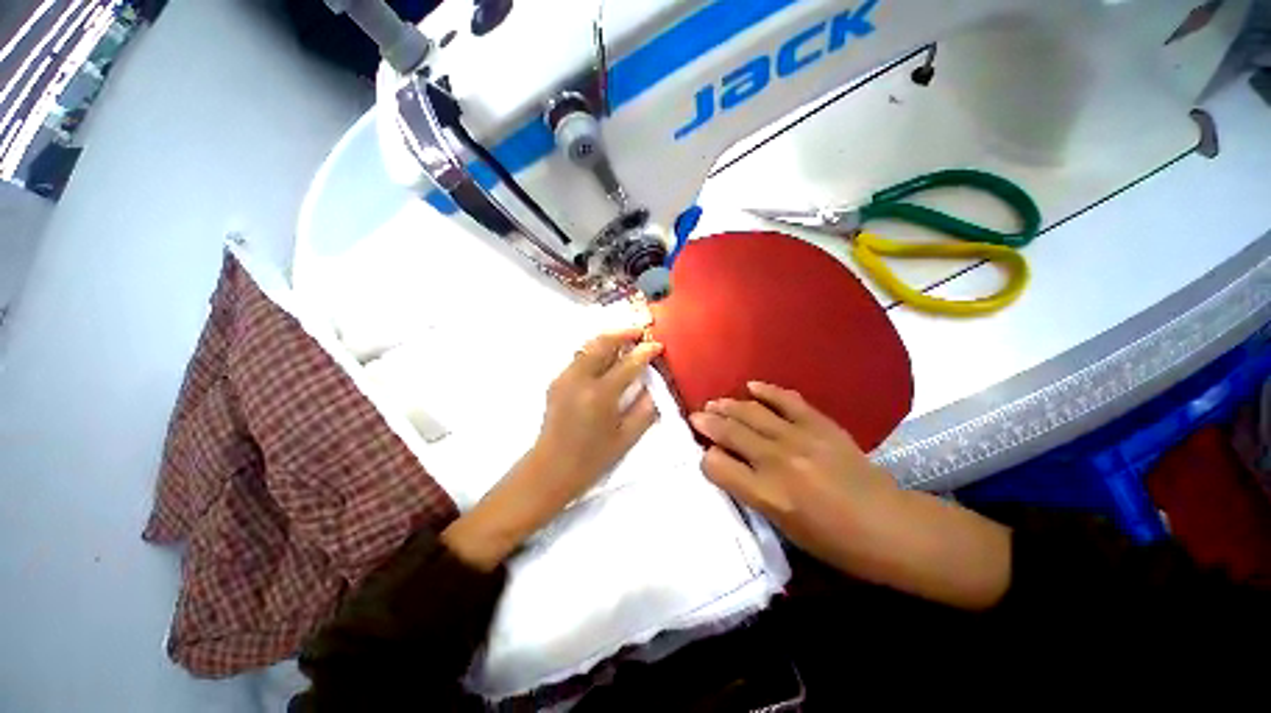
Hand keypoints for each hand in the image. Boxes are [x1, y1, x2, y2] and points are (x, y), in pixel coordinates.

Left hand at [533, 327, 663, 499]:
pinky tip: (607, 360)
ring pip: (589, 346)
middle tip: (640, 332)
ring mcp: (565, 377)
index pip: (628, 363)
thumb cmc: (592, 458)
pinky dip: (596, 351)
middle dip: (624, 332)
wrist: (550, 469)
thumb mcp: (626, 438)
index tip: (657, 344)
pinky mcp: (557, 381)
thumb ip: (644, 409)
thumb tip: (654, 386)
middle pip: (602, 342)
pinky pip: (580, 357)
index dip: (645, 351)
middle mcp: (580, 379)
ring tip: (626, 341)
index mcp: (600, 395)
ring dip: (609, 339)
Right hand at [689, 381, 897, 564]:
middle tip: (696, 416)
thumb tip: (730, 467)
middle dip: (708, 422)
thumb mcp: (785, 528)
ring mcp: (800, 438)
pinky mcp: (821, 424)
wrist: (891, 527)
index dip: (707, 459)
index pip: (718, 467)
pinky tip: (751, 386)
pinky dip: (767, 391)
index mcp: (768, 495)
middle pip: (731, 433)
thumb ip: (753, 495)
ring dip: (729, 405)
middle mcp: (778, 461)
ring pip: (752, 412)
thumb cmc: (836, 542)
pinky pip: (787, 400)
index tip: (706, 456)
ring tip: (715, 402)